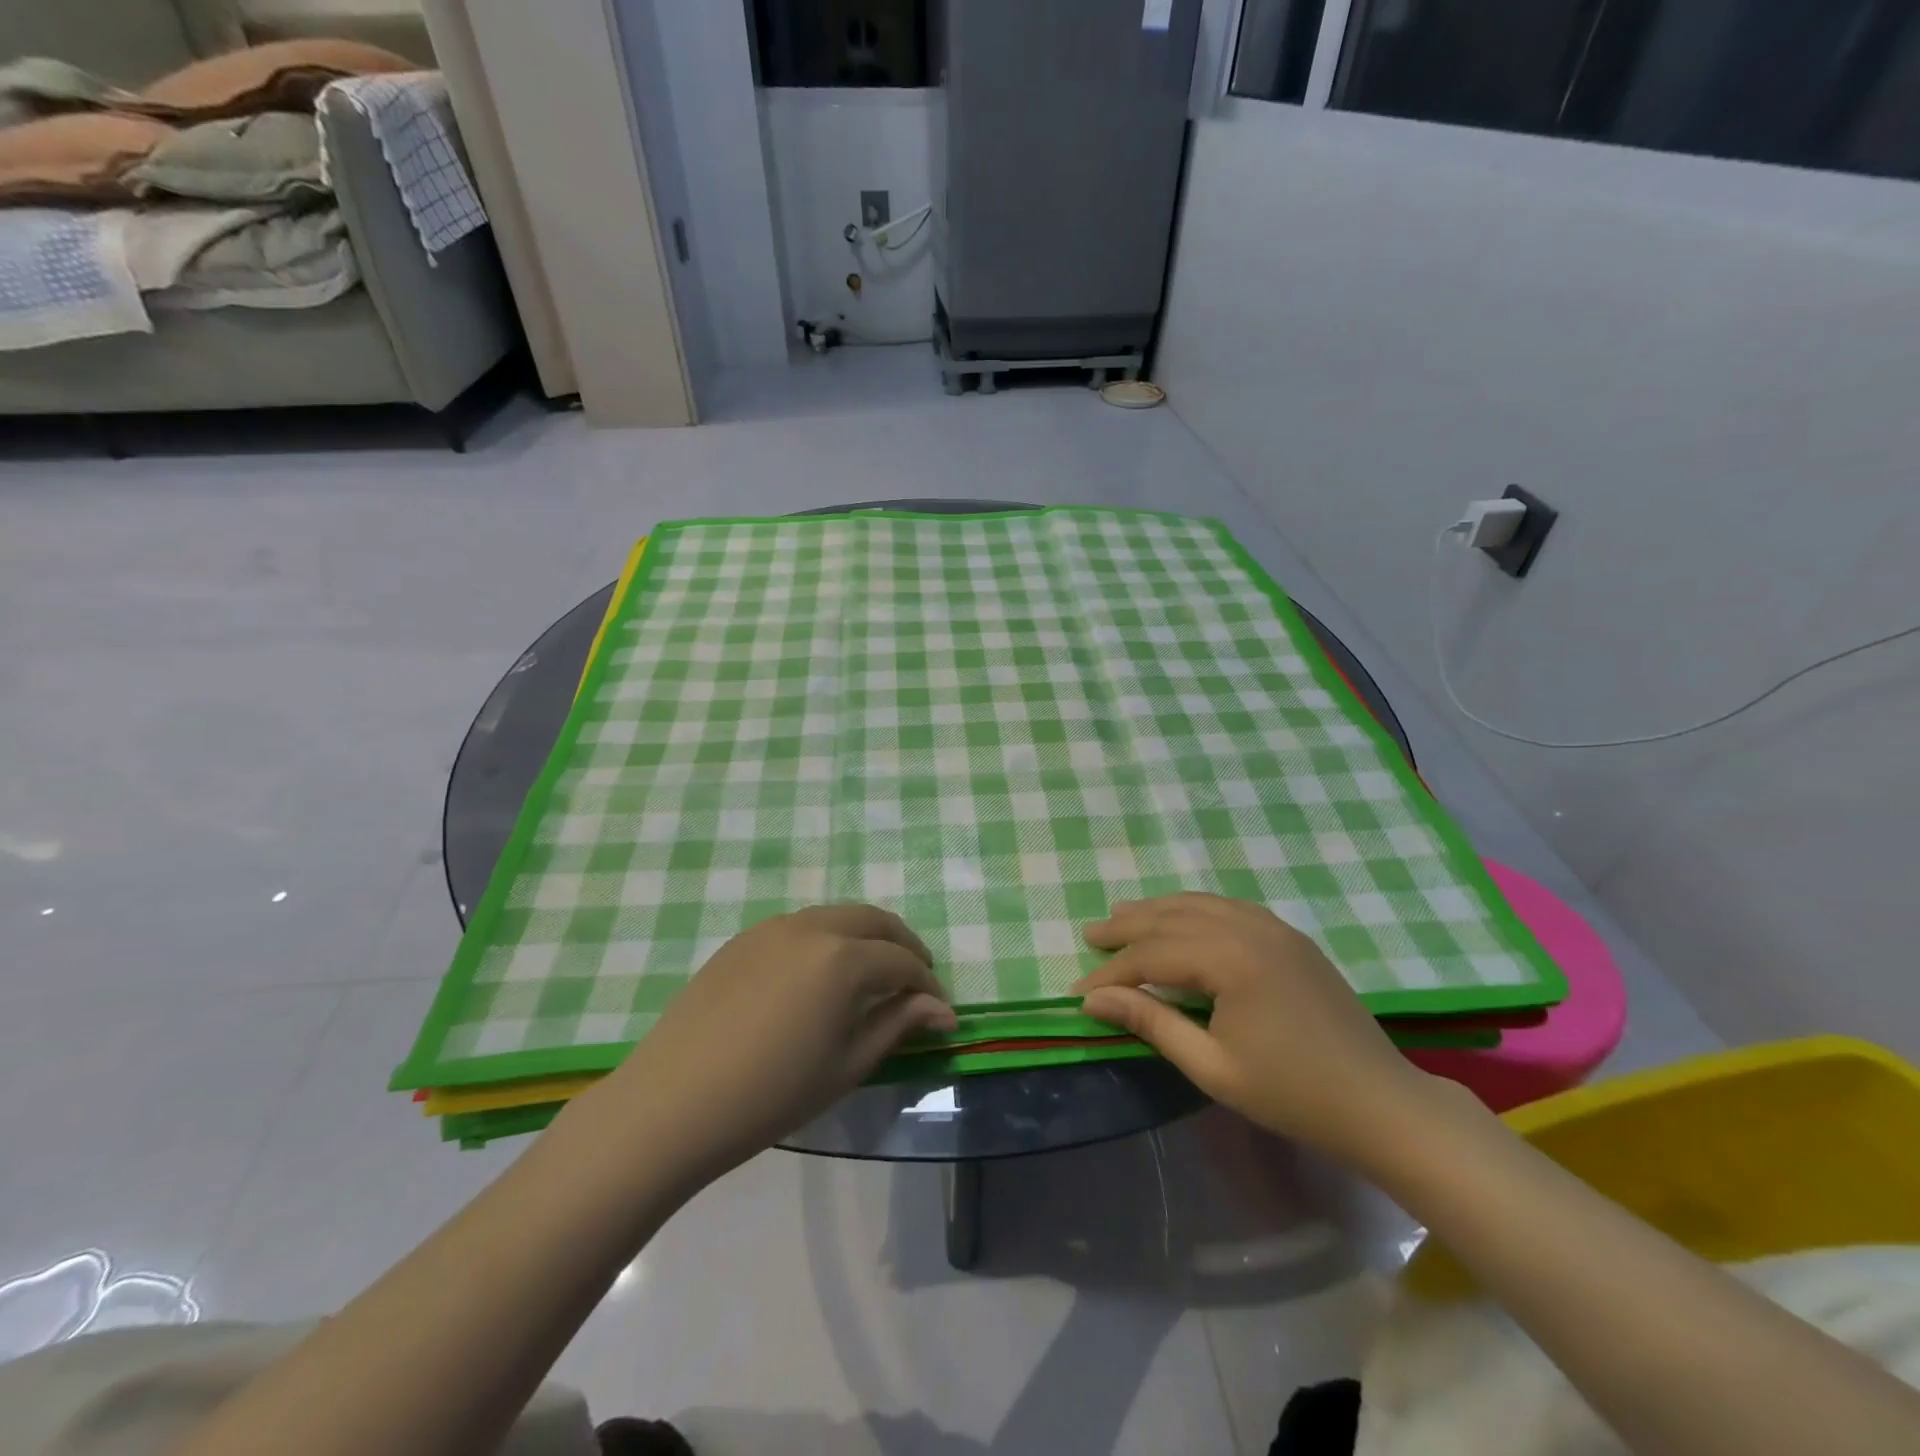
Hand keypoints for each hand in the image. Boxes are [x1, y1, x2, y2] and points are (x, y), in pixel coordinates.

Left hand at [598, 905, 955, 1188]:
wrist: (672, 1103)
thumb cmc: (770, 1095)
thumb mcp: (846, 1065)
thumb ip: (897, 1025)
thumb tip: (943, 1011)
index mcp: (843, 959)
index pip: (902, 962)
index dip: (928, 986)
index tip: (940, 1011)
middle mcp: (812, 927)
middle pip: (874, 921)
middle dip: (903, 945)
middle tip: (916, 978)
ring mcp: (772, 927)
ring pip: (836, 916)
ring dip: (865, 937)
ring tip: (872, 973)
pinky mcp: (743, 939)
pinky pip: (800, 926)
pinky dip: (826, 939)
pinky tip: (820, 974)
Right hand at [1074, 893, 1430, 1159]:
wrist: (1381, 1103)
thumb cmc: (1293, 1094)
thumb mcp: (1212, 1067)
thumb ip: (1152, 1023)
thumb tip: (1095, 1000)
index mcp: (1231, 959)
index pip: (1153, 956)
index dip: (1112, 973)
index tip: (1079, 991)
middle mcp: (1249, 928)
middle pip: (1172, 918)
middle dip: (1127, 927)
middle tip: (1090, 934)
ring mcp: (1274, 927)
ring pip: (1199, 905)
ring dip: (1157, 910)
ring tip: (1122, 913)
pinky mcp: (1289, 936)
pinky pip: (1228, 907)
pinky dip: (1193, 909)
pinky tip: (1179, 917)